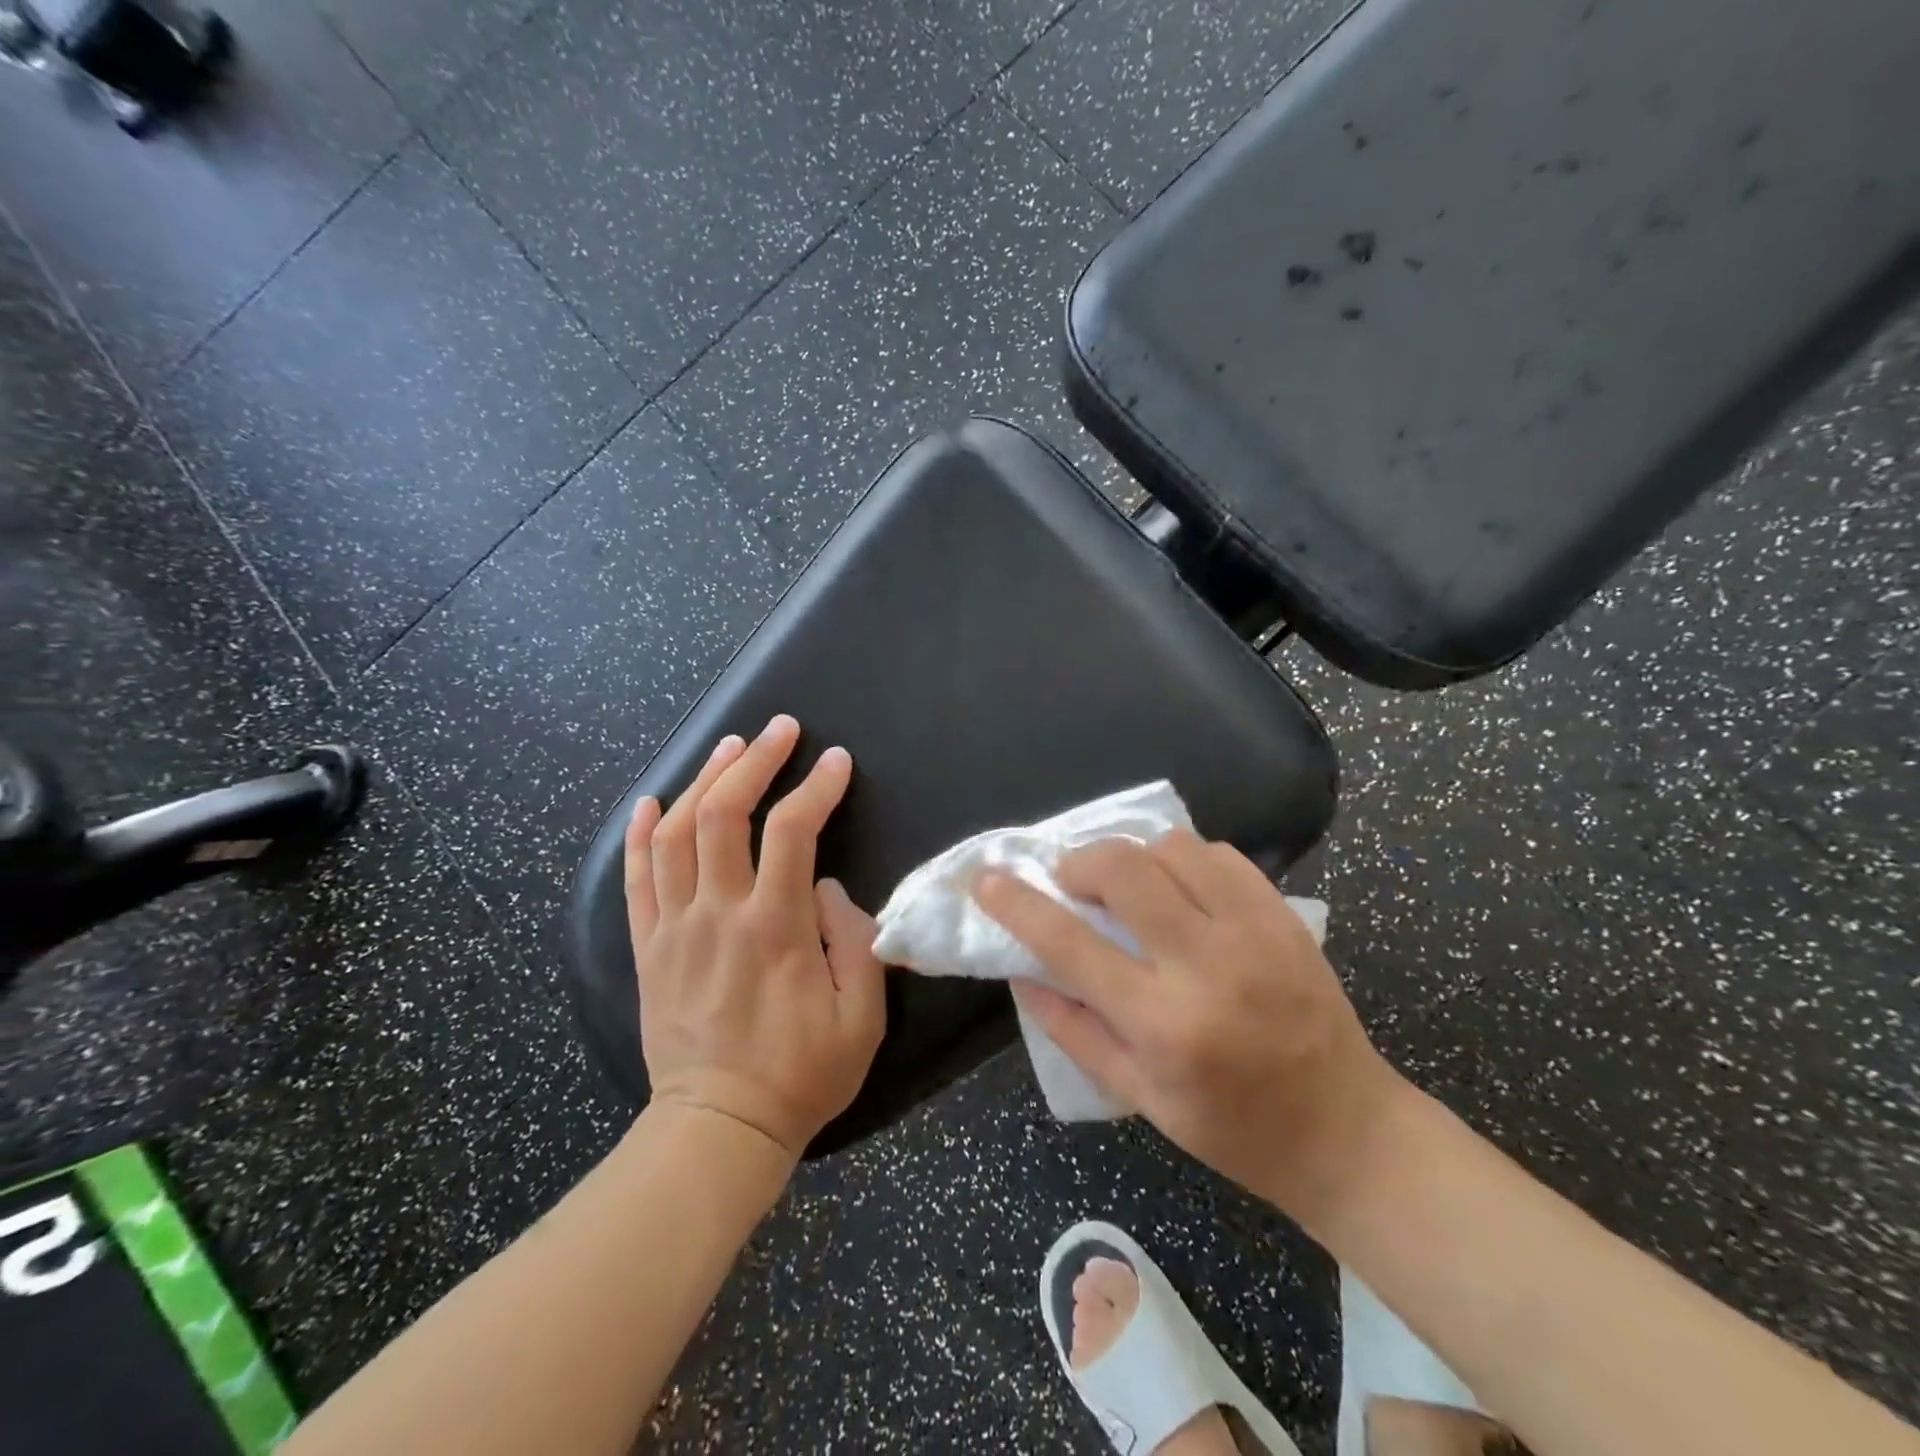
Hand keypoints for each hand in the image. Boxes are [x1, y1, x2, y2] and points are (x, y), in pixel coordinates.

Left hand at [624, 715, 885, 1159]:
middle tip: (780, 729)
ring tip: (729, 748)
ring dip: (702, 781)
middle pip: (725, 814)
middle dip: (755, 762)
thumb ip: (855, 942)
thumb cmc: (802, 1075)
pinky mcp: (648, 948)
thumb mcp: (861, 1017)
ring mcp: (675, 929)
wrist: (718, 1129)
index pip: (793, 832)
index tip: (837, 761)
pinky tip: (651, 800)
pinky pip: (635, 880)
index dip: (816, 787)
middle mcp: (718, 914)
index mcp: (774, 928)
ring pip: (676, 834)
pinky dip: (639, 834)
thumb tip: (828, 888)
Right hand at [976, 831, 1407, 1222]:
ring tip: (1131, 886)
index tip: (987, 879)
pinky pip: (1221, 855)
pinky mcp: (1285, 917)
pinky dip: (1186, 860)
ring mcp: (1254, 933)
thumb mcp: (1138, 1096)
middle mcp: (1207, 966)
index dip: (1018, 904)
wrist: (1346, 1132)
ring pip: (1173, 848)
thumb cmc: (1232, 1128)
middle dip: (1081, 862)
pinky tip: (1183, 890)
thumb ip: (1072, 1028)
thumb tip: (1021, 970)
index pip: (1069, 945)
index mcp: (1163, 1024)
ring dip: (1135, 856)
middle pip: (1123, 869)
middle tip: (1073, 882)